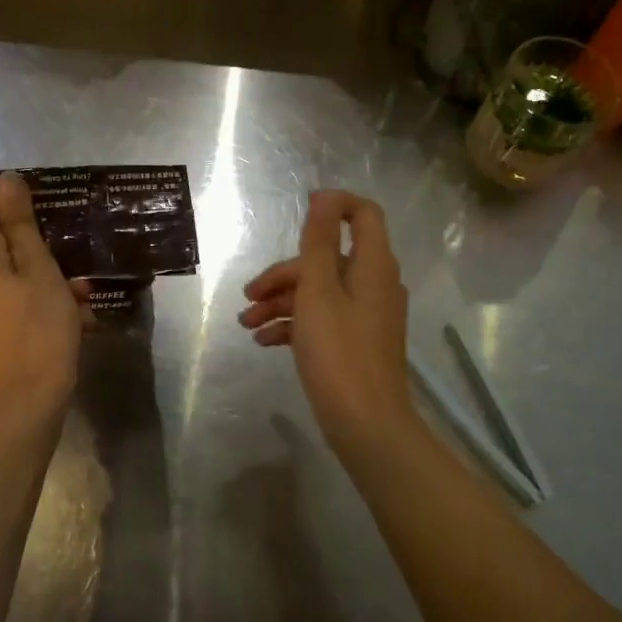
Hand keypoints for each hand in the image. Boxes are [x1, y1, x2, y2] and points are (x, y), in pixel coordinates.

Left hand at [0, 172, 82, 411]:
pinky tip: (66, 315)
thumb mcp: (39, 268)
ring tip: (80, 298)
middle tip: (77, 270)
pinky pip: (2, 296)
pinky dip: (31, 299)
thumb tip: (7, 179)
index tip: (59, 230)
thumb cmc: (38, 327)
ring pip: (6, 270)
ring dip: (43, 278)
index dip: (27, 214)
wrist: (24, 401)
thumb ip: (21, 221)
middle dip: (40, 251)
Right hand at [239, 191, 418, 459]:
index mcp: (372, 265)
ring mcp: (367, 314)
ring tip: (247, 325)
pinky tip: (265, 342)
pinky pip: (324, 319)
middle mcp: (374, 283)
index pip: (363, 214)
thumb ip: (319, 241)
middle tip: (249, 296)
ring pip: (321, 292)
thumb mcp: (319, 290)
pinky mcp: (357, 341)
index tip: (298, 215)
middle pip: (328, 258)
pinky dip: (295, 324)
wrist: (366, 424)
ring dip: (282, 302)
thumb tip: (324, 196)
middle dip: (285, 273)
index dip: (333, 206)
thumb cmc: (338, 352)